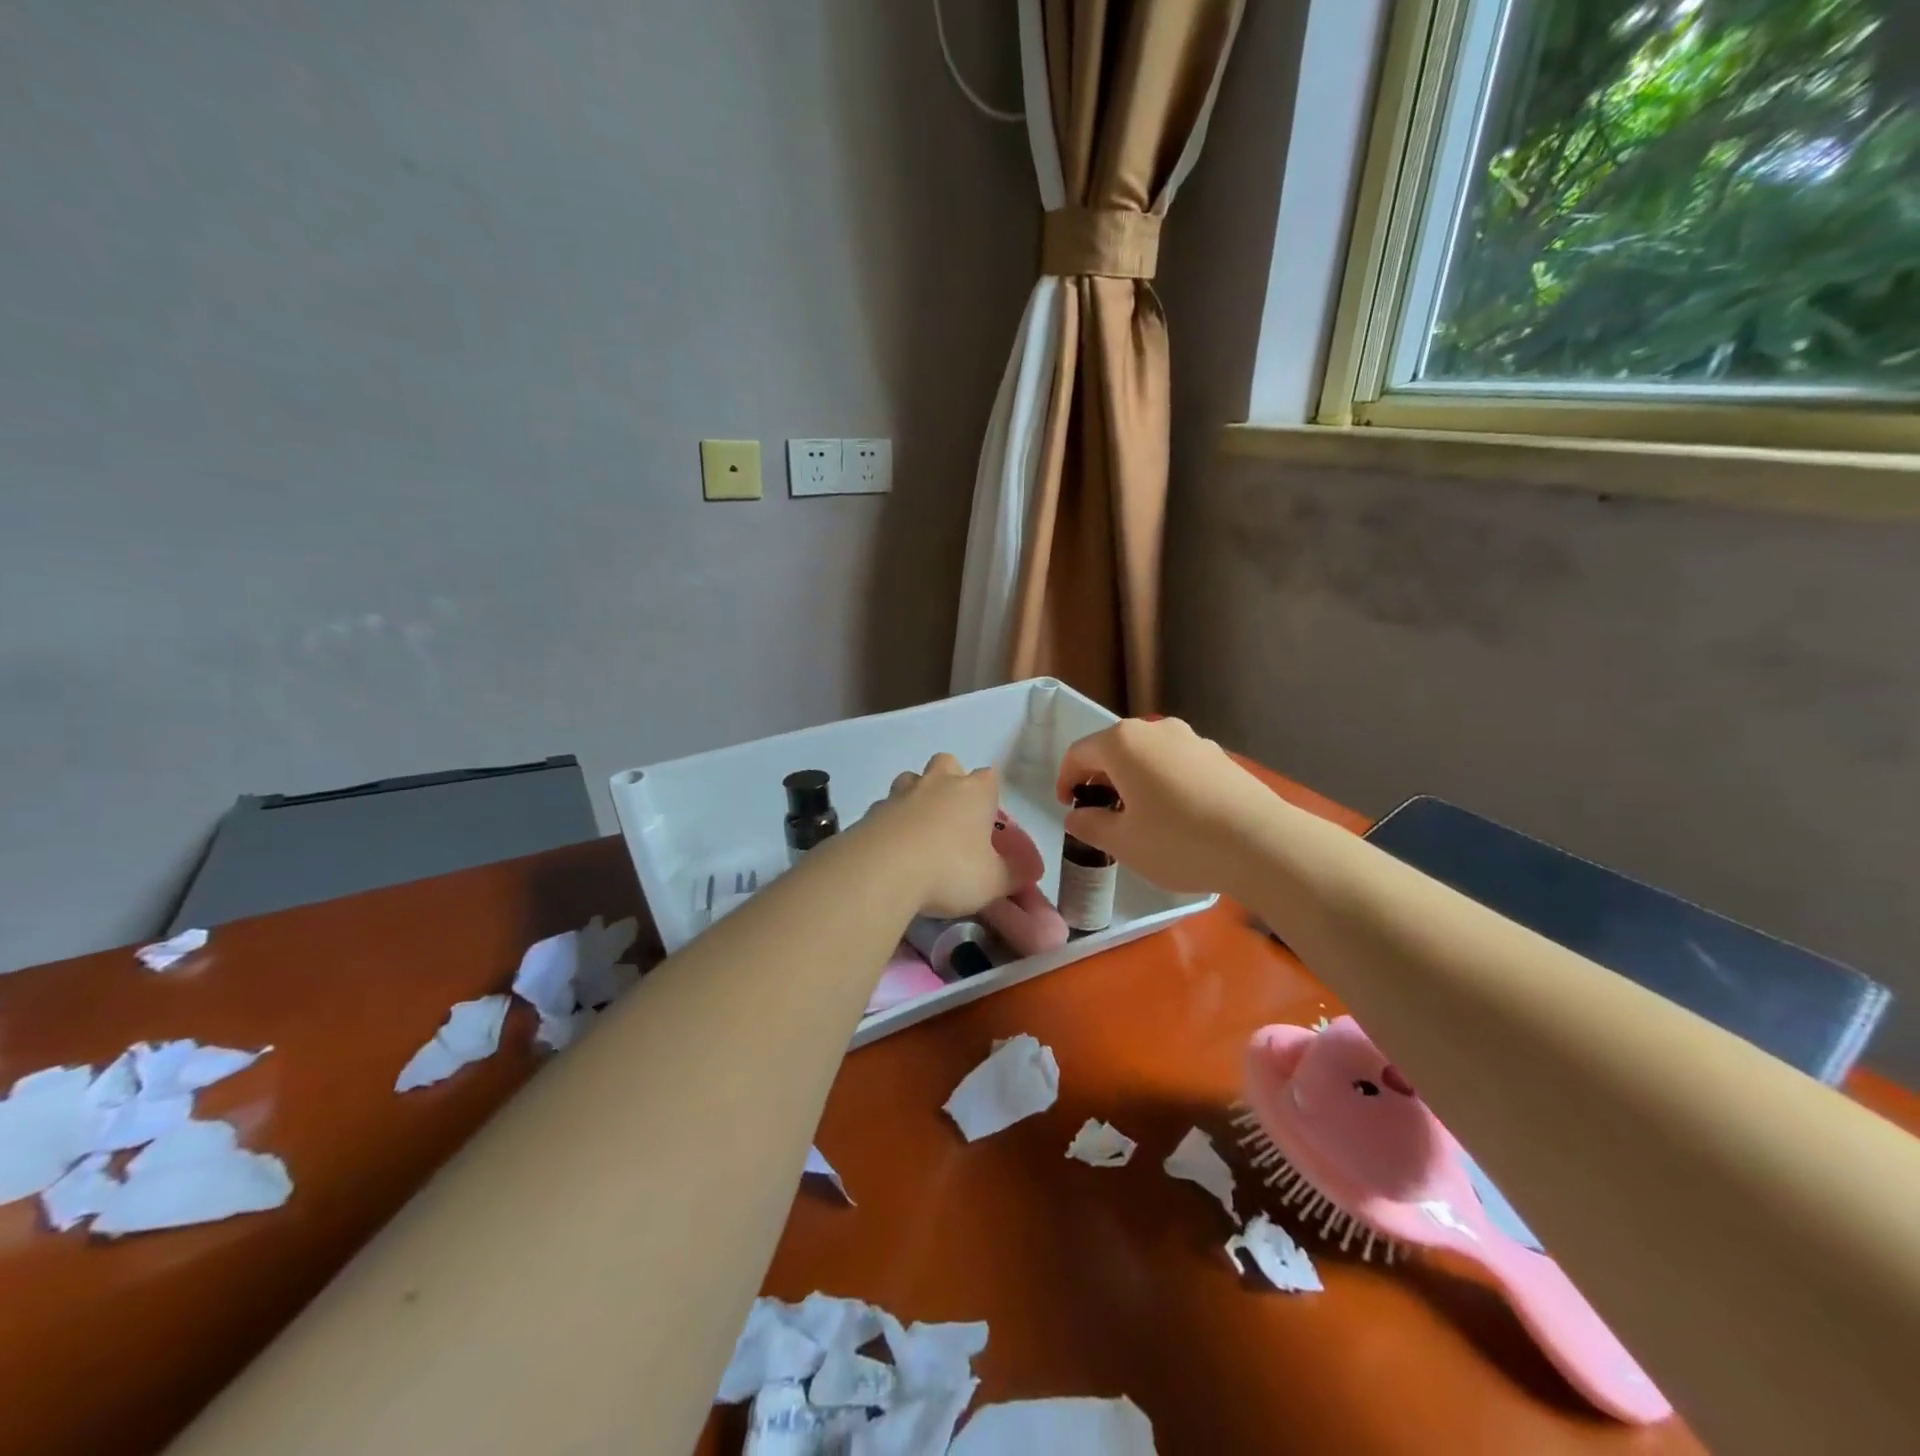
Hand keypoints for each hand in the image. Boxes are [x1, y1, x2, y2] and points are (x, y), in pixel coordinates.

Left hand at [861, 754, 1017, 917]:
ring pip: (912, 780)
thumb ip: (1015, 875)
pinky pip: (886, 809)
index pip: (989, 777)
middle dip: (951, 780)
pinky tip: (892, 849)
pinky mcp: (871, 811)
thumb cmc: (950, 870)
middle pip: (947, 763)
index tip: (988, 819)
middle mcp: (938, 783)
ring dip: (917, 796)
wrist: (882, 871)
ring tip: (920, 828)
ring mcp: (900, 794)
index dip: (990, 795)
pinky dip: (891, 822)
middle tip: (953, 815)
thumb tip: (1031, 872)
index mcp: (973, 792)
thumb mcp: (994, 882)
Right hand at [1054, 718, 1274, 895]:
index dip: (1066, 780)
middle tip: (1100, 814)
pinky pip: (1175, 764)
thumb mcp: (1123, 842)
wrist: (1262, 844)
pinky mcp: (1219, 756)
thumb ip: (1091, 824)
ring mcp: (1192, 740)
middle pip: (1114, 749)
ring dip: (1132, 780)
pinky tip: (1175, 816)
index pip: (1078, 753)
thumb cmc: (1179, 842)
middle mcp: (1156, 730)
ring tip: (1138, 818)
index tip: (1069, 809)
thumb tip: (1078, 815)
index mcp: (1123, 743)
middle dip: (1100, 779)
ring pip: (1147, 756)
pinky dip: (1162, 782)